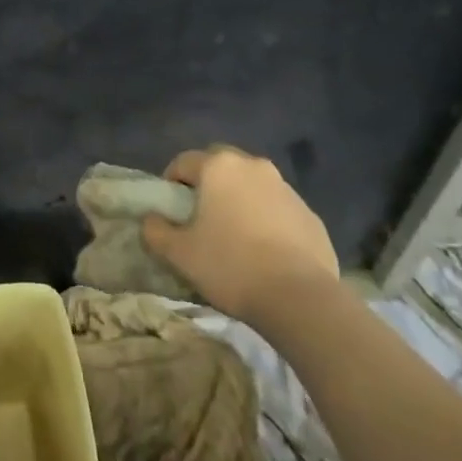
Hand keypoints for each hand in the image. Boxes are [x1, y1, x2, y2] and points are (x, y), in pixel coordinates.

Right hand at [141, 145, 338, 322]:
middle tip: (201, 219)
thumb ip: (156, 231)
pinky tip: (266, 254)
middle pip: (221, 167)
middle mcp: (253, 165)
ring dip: (240, 201)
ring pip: (252, 186)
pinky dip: (268, 221)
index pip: (184, 162)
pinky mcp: (310, 215)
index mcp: (219, 166)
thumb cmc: (232, 266)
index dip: (171, 183)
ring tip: (235, 238)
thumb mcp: (180, 254)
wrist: (301, 299)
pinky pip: (278, 210)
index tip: (170, 211)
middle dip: (208, 185)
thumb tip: (151, 220)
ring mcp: (286, 188)